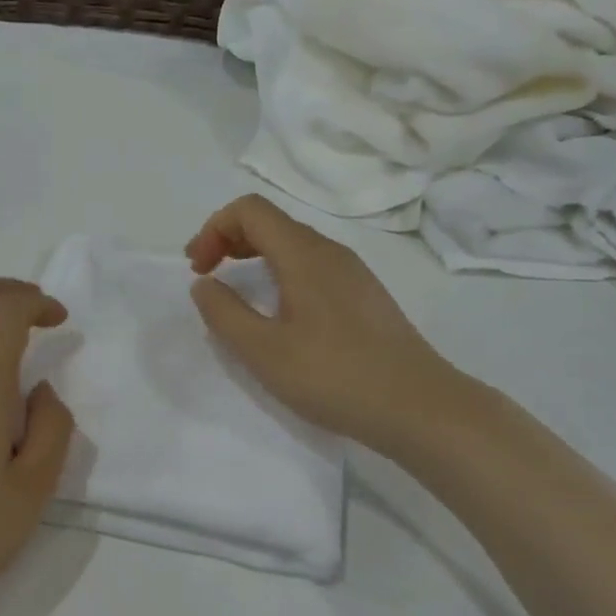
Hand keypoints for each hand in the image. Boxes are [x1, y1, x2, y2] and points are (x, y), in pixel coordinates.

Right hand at [186, 196, 465, 454]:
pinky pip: (312, 266)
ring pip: (293, 244)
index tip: (197, 269)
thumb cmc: (334, 375)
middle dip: (229, 240)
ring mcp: (353, 272)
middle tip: (207, 276)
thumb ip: (224, 313)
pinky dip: (281, 273)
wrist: (418, 406)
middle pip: (271, 222)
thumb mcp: (263, 350)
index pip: (249, 210)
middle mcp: (330, 251)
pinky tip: (280, 314)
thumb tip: (204, 284)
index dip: (213, 229)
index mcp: (303, 253)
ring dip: (255, 257)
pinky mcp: (365, 295)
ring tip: (238, 294)